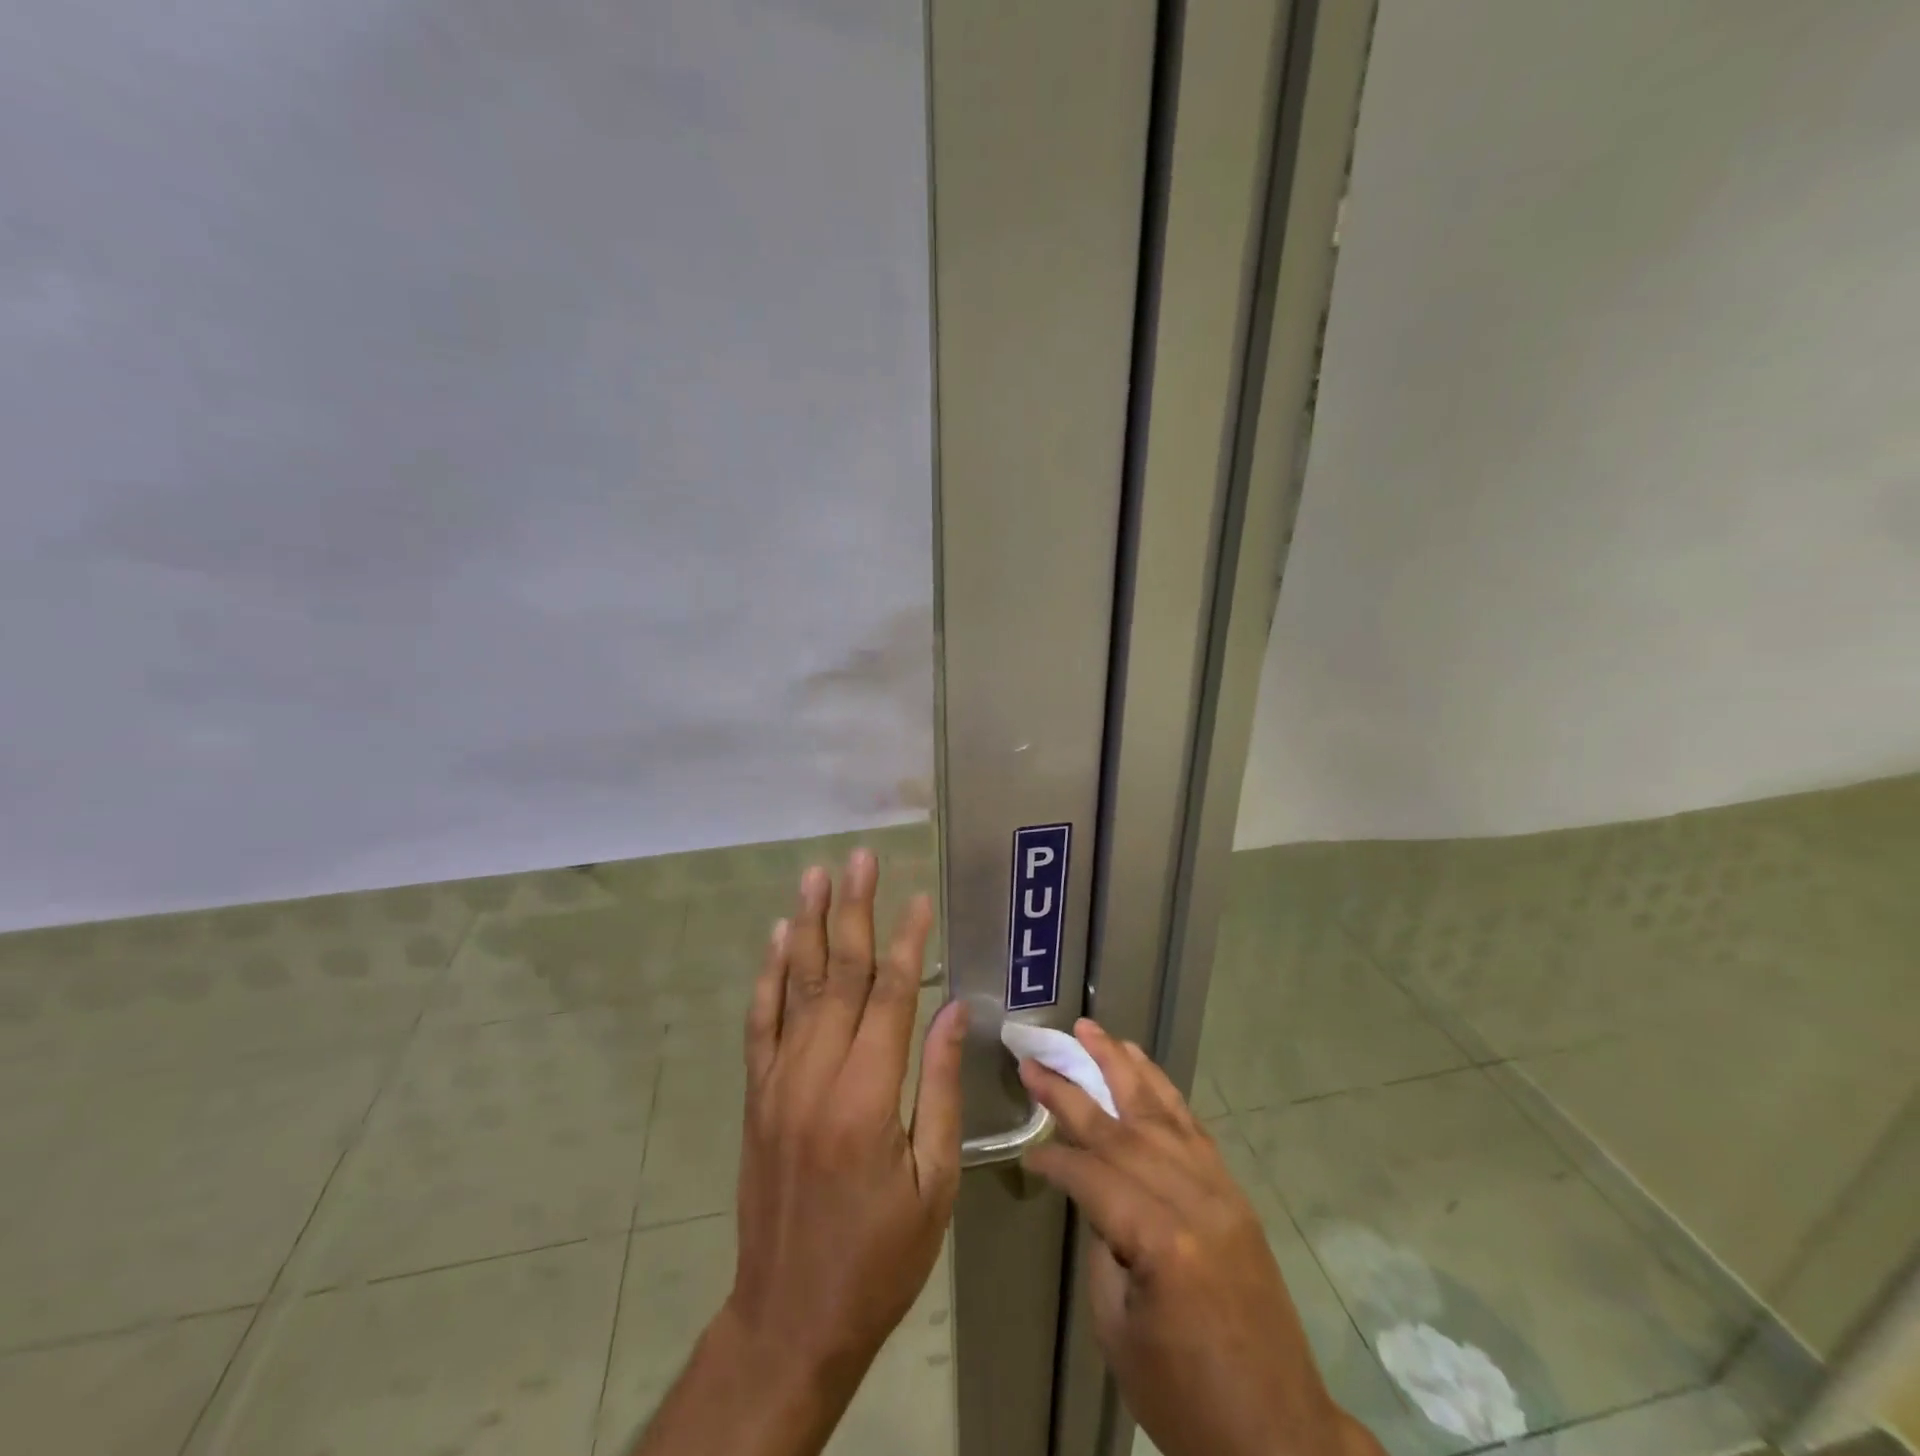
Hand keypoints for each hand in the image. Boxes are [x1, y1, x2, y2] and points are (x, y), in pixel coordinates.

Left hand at [727, 850, 965, 1383]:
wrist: (790, 1317)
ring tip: (817, 875)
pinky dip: (768, 975)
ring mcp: (778, 1083)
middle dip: (853, 910)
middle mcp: (817, 1077)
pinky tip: (777, 937)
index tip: (918, 898)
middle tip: (860, 858)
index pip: (890, 997)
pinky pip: (760, 1022)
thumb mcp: (933, 1183)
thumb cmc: (880, 1257)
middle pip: (838, 975)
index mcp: (869, 1099)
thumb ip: (942, 1088)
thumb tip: (953, 1011)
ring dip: (807, 925)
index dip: (906, 942)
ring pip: (795, 986)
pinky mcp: (757, 1096)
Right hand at [1018, 1020, 1382, 1455]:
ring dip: (1123, 1067)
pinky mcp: (1236, 1194)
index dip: (1055, 1160)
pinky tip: (1142, 1068)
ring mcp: (1222, 1191)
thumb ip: (1103, 1244)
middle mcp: (1196, 1201)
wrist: (1279, 1434)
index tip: (1027, 1152)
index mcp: (1163, 1242)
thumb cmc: (1187, 1398)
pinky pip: (1193, 1129)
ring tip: (1093, 1031)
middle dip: (1075, 1088)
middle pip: (1124, 1129)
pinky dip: (1163, 1092)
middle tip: (1039, 1055)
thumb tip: (1091, 1192)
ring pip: (1162, 1112)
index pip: (1093, 1176)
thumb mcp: (1119, 1329)